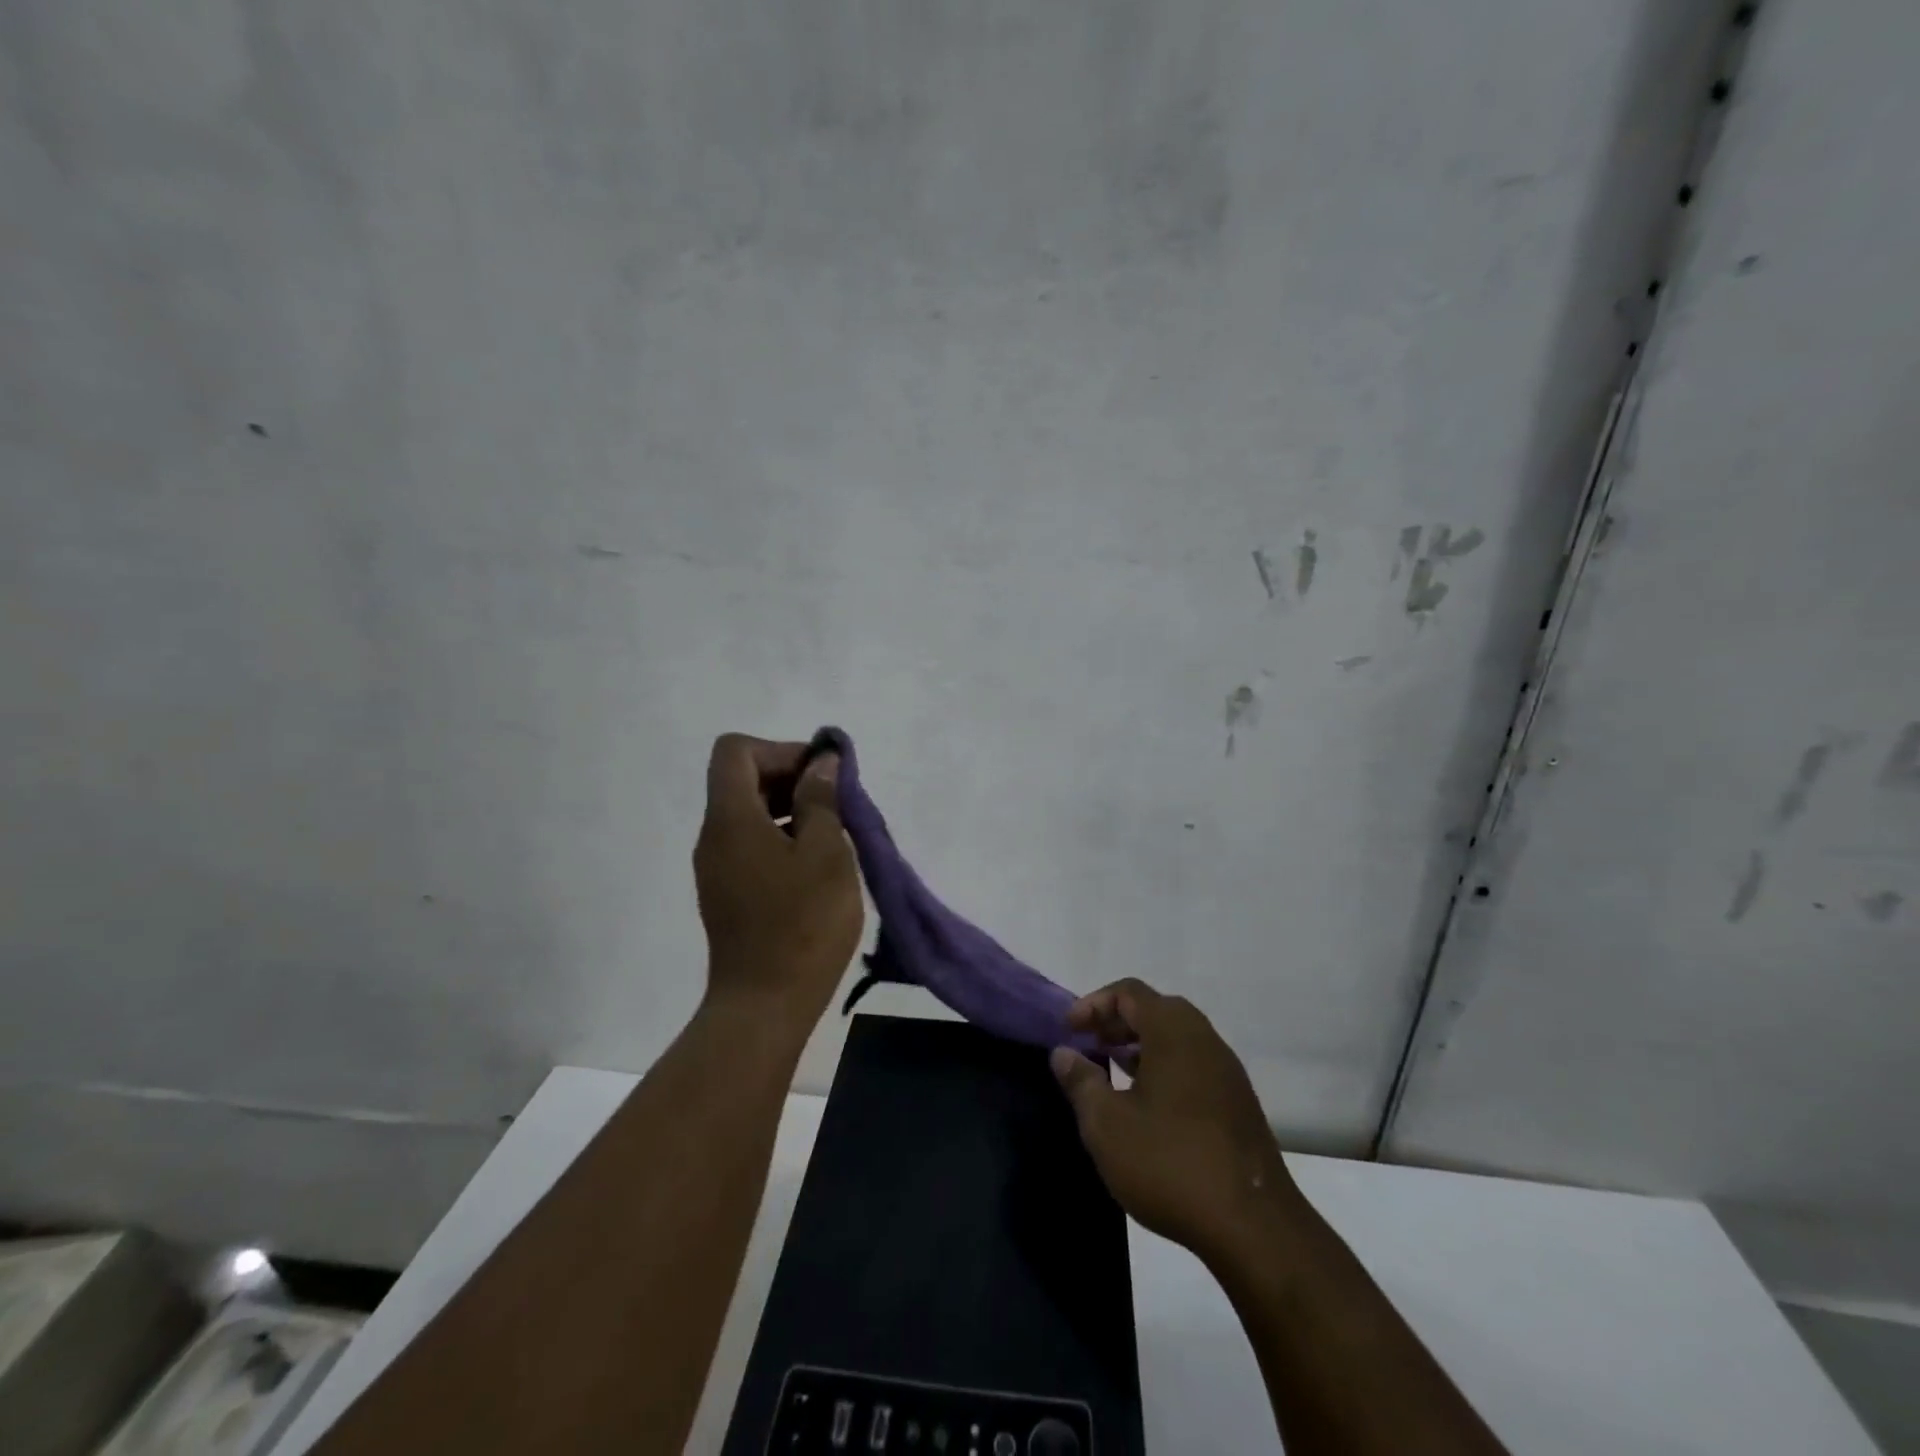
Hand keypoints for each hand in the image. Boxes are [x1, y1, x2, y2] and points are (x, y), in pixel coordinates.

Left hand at [694, 734, 863, 1031]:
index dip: (780, 750)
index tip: (820, 777)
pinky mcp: (728, 894)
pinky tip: (816, 868)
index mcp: (731, 819)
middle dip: (791, 779)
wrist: (764, 1005)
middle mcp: (714, 837)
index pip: (736, 751)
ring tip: (834, 837)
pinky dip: (783, 839)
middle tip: (837, 805)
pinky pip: (751, 845)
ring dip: (791, 811)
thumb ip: (821, 799)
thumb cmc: (802, 924)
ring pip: (750, 815)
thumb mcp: (825, 853)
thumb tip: (821, 762)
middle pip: (743, 781)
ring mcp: (717, 868)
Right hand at [1051, 979, 1299, 1267]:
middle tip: (1089, 1046)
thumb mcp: (1107, 1125)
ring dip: (1141, 1046)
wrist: (1254, 1228)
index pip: (1129, 992)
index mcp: (1173, 1031)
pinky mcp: (1239, 1103)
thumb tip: (1063, 1053)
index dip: (1094, 1003)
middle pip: (1155, 1009)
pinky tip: (1147, 1106)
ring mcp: (1227, 1071)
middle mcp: (1204, 1038)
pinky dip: (1164, 1067)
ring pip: (1176, 1038)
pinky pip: (1193, 1064)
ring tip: (1111, 1074)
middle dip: (1117, 1022)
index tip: (1069, 1030)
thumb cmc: (1170, 1163)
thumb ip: (1081, 1082)